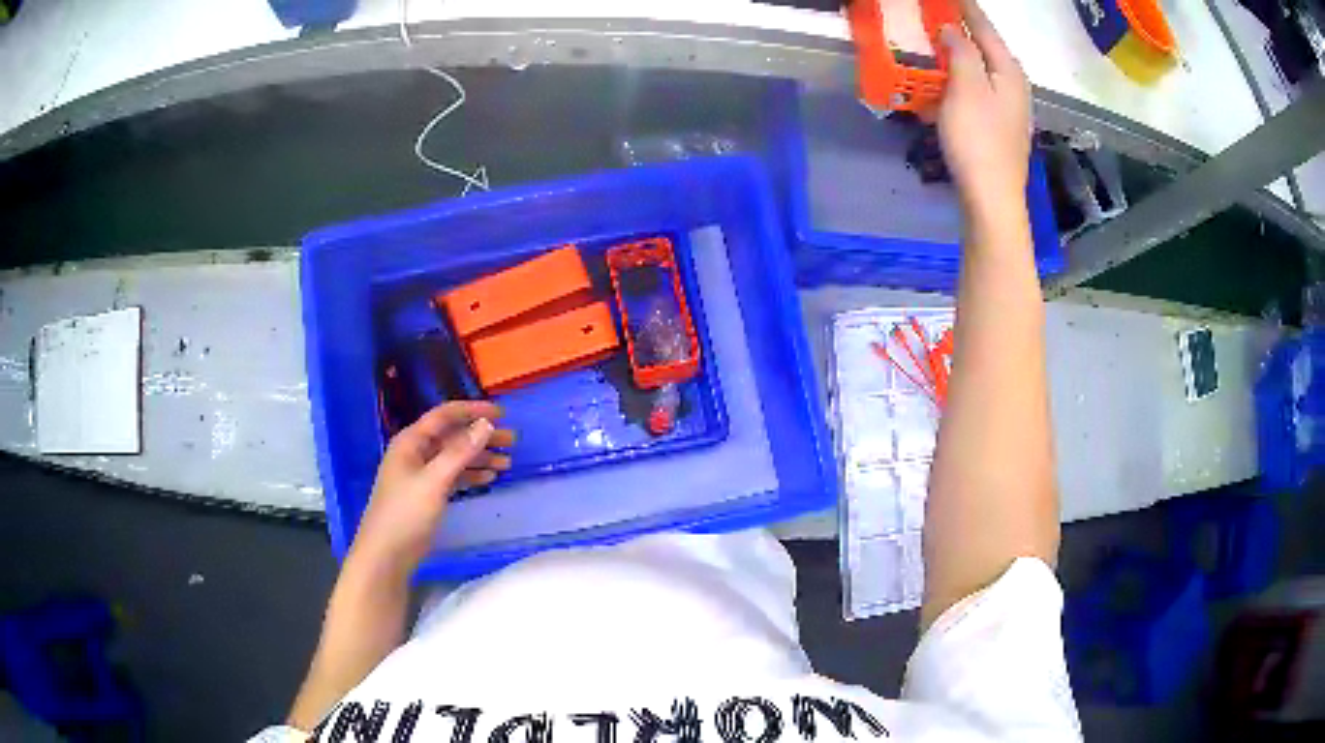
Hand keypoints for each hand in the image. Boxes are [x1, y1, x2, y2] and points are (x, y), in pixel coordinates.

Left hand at [349, 401, 513, 575]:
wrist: (386, 555)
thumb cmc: (406, 514)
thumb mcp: (434, 481)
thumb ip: (460, 452)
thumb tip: (485, 424)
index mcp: (411, 442)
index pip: (444, 416)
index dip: (473, 411)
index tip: (502, 414)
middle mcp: (416, 453)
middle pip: (452, 437)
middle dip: (481, 436)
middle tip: (512, 441)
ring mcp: (420, 475)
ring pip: (455, 457)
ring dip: (479, 457)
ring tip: (507, 463)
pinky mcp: (426, 494)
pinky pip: (452, 476)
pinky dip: (470, 475)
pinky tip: (489, 478)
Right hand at [937, 0, 1030, 212]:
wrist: (991, 199)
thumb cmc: (978, 139)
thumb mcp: (966, 87)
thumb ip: (960, 51)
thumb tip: (952, 27)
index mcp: (1009, 72)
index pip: (985, 28)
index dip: (966, 9)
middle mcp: (1014, 87)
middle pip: (985, 49)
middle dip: (962, 32)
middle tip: (936, 18)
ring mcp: (1008, 110)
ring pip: (980, 72)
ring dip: (957, 58)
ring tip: (934, 47)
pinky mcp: (997, 130)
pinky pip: (975, 94)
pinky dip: (958, 84)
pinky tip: (942, 88)